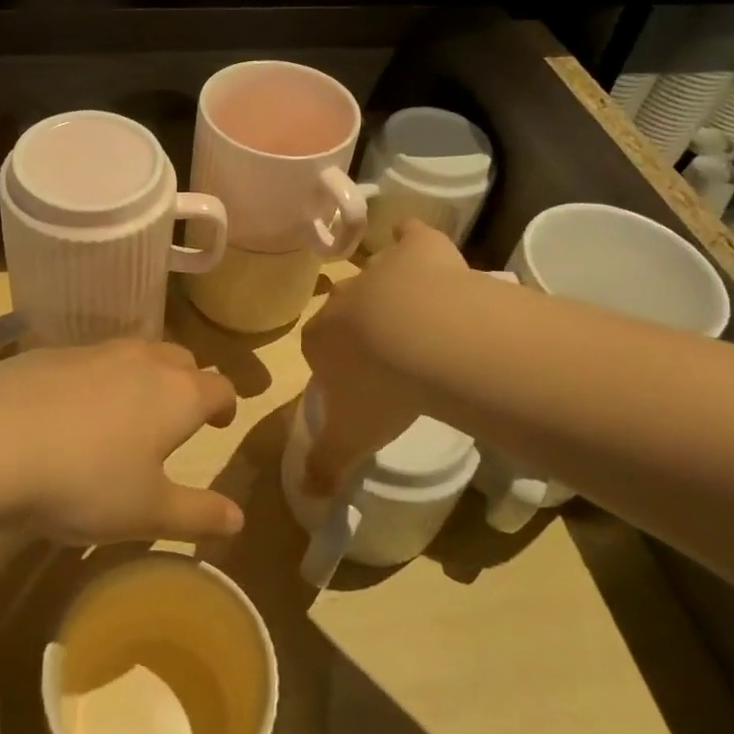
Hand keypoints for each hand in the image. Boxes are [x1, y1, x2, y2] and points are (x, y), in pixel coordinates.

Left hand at [0, 340, 242, 544]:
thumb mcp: (147, 513)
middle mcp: (143, 360)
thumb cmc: (85, 481)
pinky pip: (90, 360)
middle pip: (181, 359)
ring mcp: (94, 351)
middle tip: (178, 416)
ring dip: (143, 377)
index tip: (220, 422)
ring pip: (135, 354)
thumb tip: (239, 518)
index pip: (219, 387)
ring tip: (128, 411)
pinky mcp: (50, 352)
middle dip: (188, 383)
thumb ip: (198, 515)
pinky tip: (72, 410)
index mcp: (178, 394)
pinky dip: (97, 379)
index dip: (226, 404)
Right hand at [300, 220, 469, 496]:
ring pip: (378, 277)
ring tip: (421, 321)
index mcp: (321, 339)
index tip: (358, 387)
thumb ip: (326, 464)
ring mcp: (381, 270)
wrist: (425, 338)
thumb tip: (308, 496)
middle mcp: (344, 300)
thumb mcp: (351, 438)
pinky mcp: (419, 249)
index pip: (316, 348)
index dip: (335, 366)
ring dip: (391, 293)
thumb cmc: (380, 391)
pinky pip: (410, 236)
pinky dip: (412, 239)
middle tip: (391, 358)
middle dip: (362, 330)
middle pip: (345, 312)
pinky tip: (418, 243)